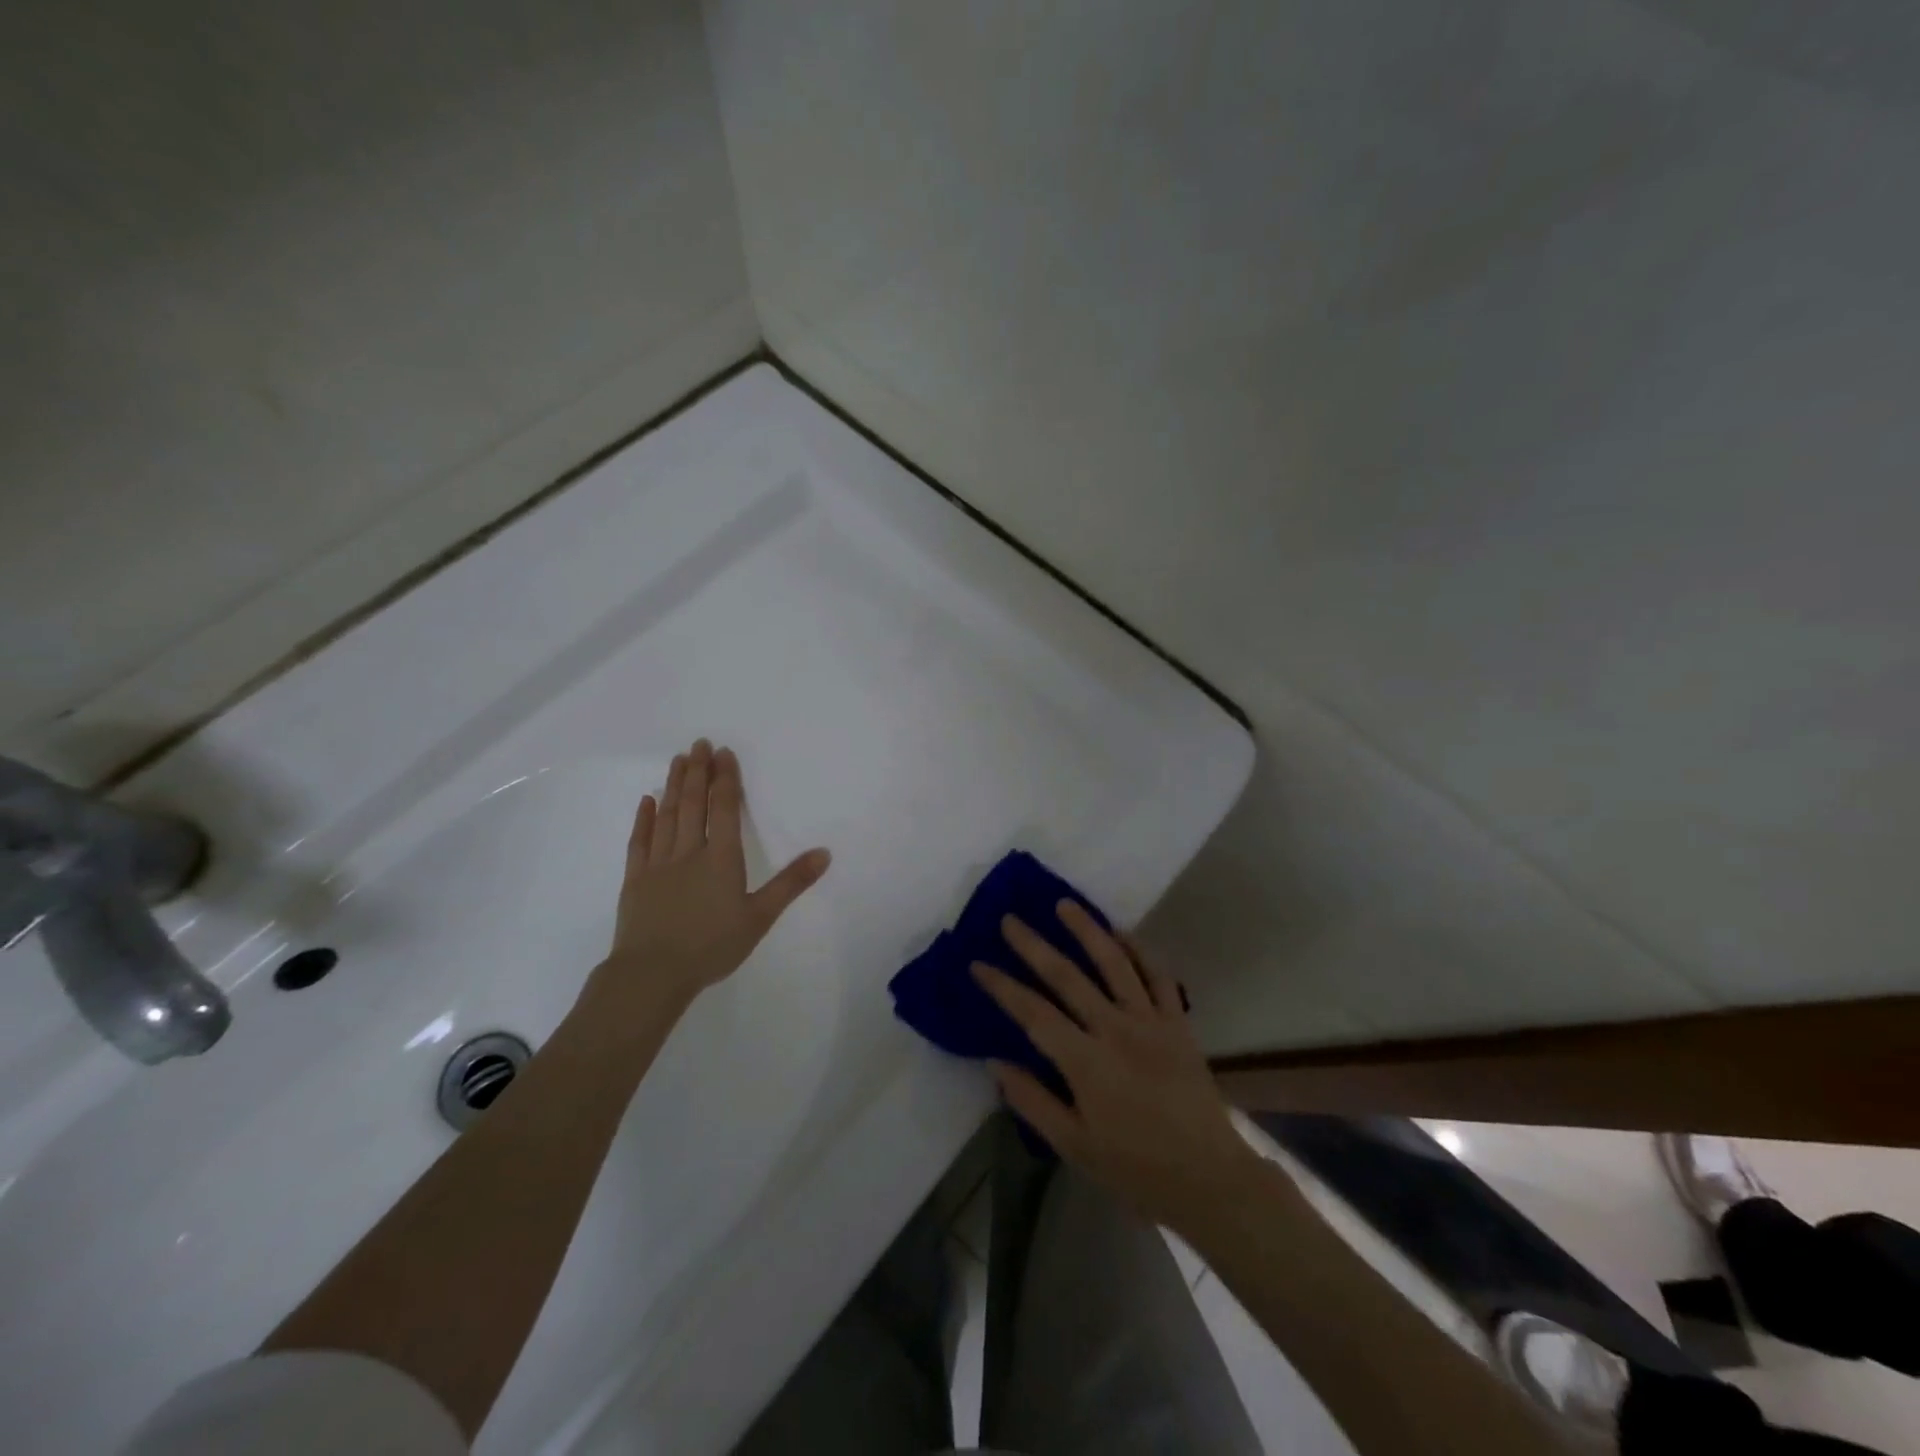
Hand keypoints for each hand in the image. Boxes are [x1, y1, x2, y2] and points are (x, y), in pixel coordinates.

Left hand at [583, 739, 830, 1014]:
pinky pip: (640, 841)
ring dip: (674, 786)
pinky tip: (648, 800)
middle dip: (698, 772)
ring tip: (679, 760)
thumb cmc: (712, 946)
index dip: (725, 779)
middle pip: (694, 804)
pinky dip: (645, 818)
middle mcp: (689, 852)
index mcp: (721, 858)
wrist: (652, 974)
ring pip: (668, 815)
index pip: (723, 809)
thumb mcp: (760, 917)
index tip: (723, 753)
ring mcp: (658, 863)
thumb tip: (825, 853)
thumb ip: (791, 883)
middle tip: (699, 743)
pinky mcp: (635, 879)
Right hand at [973, 903, 1258, 1229]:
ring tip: (1065, 904)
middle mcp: (1115, 1030)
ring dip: (1087, 929)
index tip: (978, 965)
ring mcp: (1150, 1021)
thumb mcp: (1074, 1146)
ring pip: (1114, 962)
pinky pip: (1158, 975)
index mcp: (1085, 1062)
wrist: (1209, 1178)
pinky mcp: (1178, 1022)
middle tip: (1010, 920)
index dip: (1003, 987)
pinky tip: (1122, 933)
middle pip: (1067, 976)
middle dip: (1033, 946)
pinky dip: (1140, 950)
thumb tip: (995, 1061)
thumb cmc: (1135, 1168)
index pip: (1033, 1013)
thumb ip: (1033, 1101)